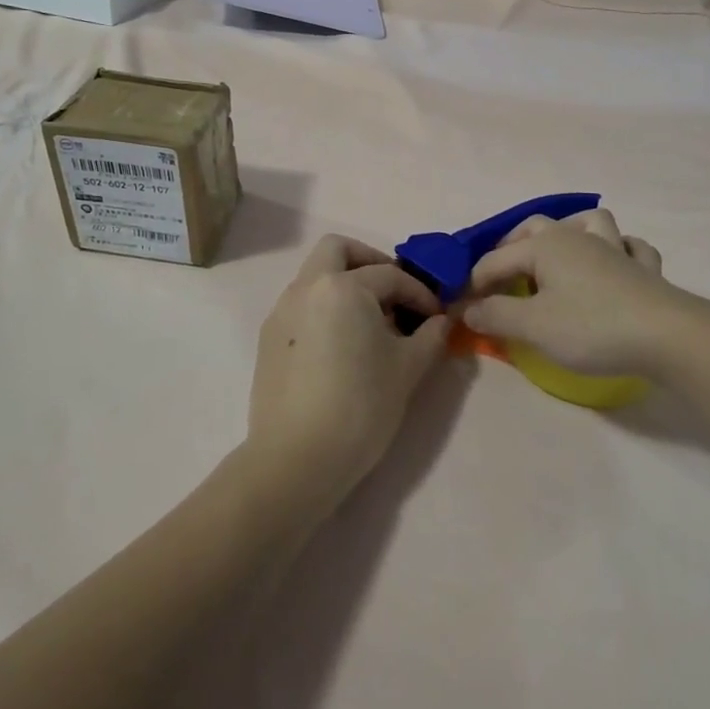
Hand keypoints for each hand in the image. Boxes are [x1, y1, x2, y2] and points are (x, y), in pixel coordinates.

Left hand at [245, 236, 452, 515]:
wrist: (297, 458)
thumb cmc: (361, 406)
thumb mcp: (407, 369)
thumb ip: (430, 336)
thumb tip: (441, 321)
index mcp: (343, 286)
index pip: (391, 276)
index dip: (420, 294)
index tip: (437, 318)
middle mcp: (307, 286)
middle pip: (338, 250)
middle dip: (371, 262)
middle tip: (395, 293)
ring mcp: (282, 311)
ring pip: (315, 275)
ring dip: (345, 283)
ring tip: (371, 322)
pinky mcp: (268, 337)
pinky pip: (302, 304)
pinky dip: (325, 307)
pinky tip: (342, 343)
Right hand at [460, 208, 693, 375]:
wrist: (668, 336)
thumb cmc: (592, 328)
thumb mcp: (533, 326)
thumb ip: (496, 315)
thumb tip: (468, 309)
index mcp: (545, 245)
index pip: (495, 260)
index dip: (474, 284)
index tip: (461, 310)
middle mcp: (577, 237)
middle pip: (536, 228)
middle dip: (512, 248)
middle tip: (500, 278)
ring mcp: (615, 249)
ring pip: (588, 222)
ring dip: (569, 231)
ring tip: (559, 255)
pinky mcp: (644, 269)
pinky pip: (630, 246)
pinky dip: (618, 249)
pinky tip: (614, 263)